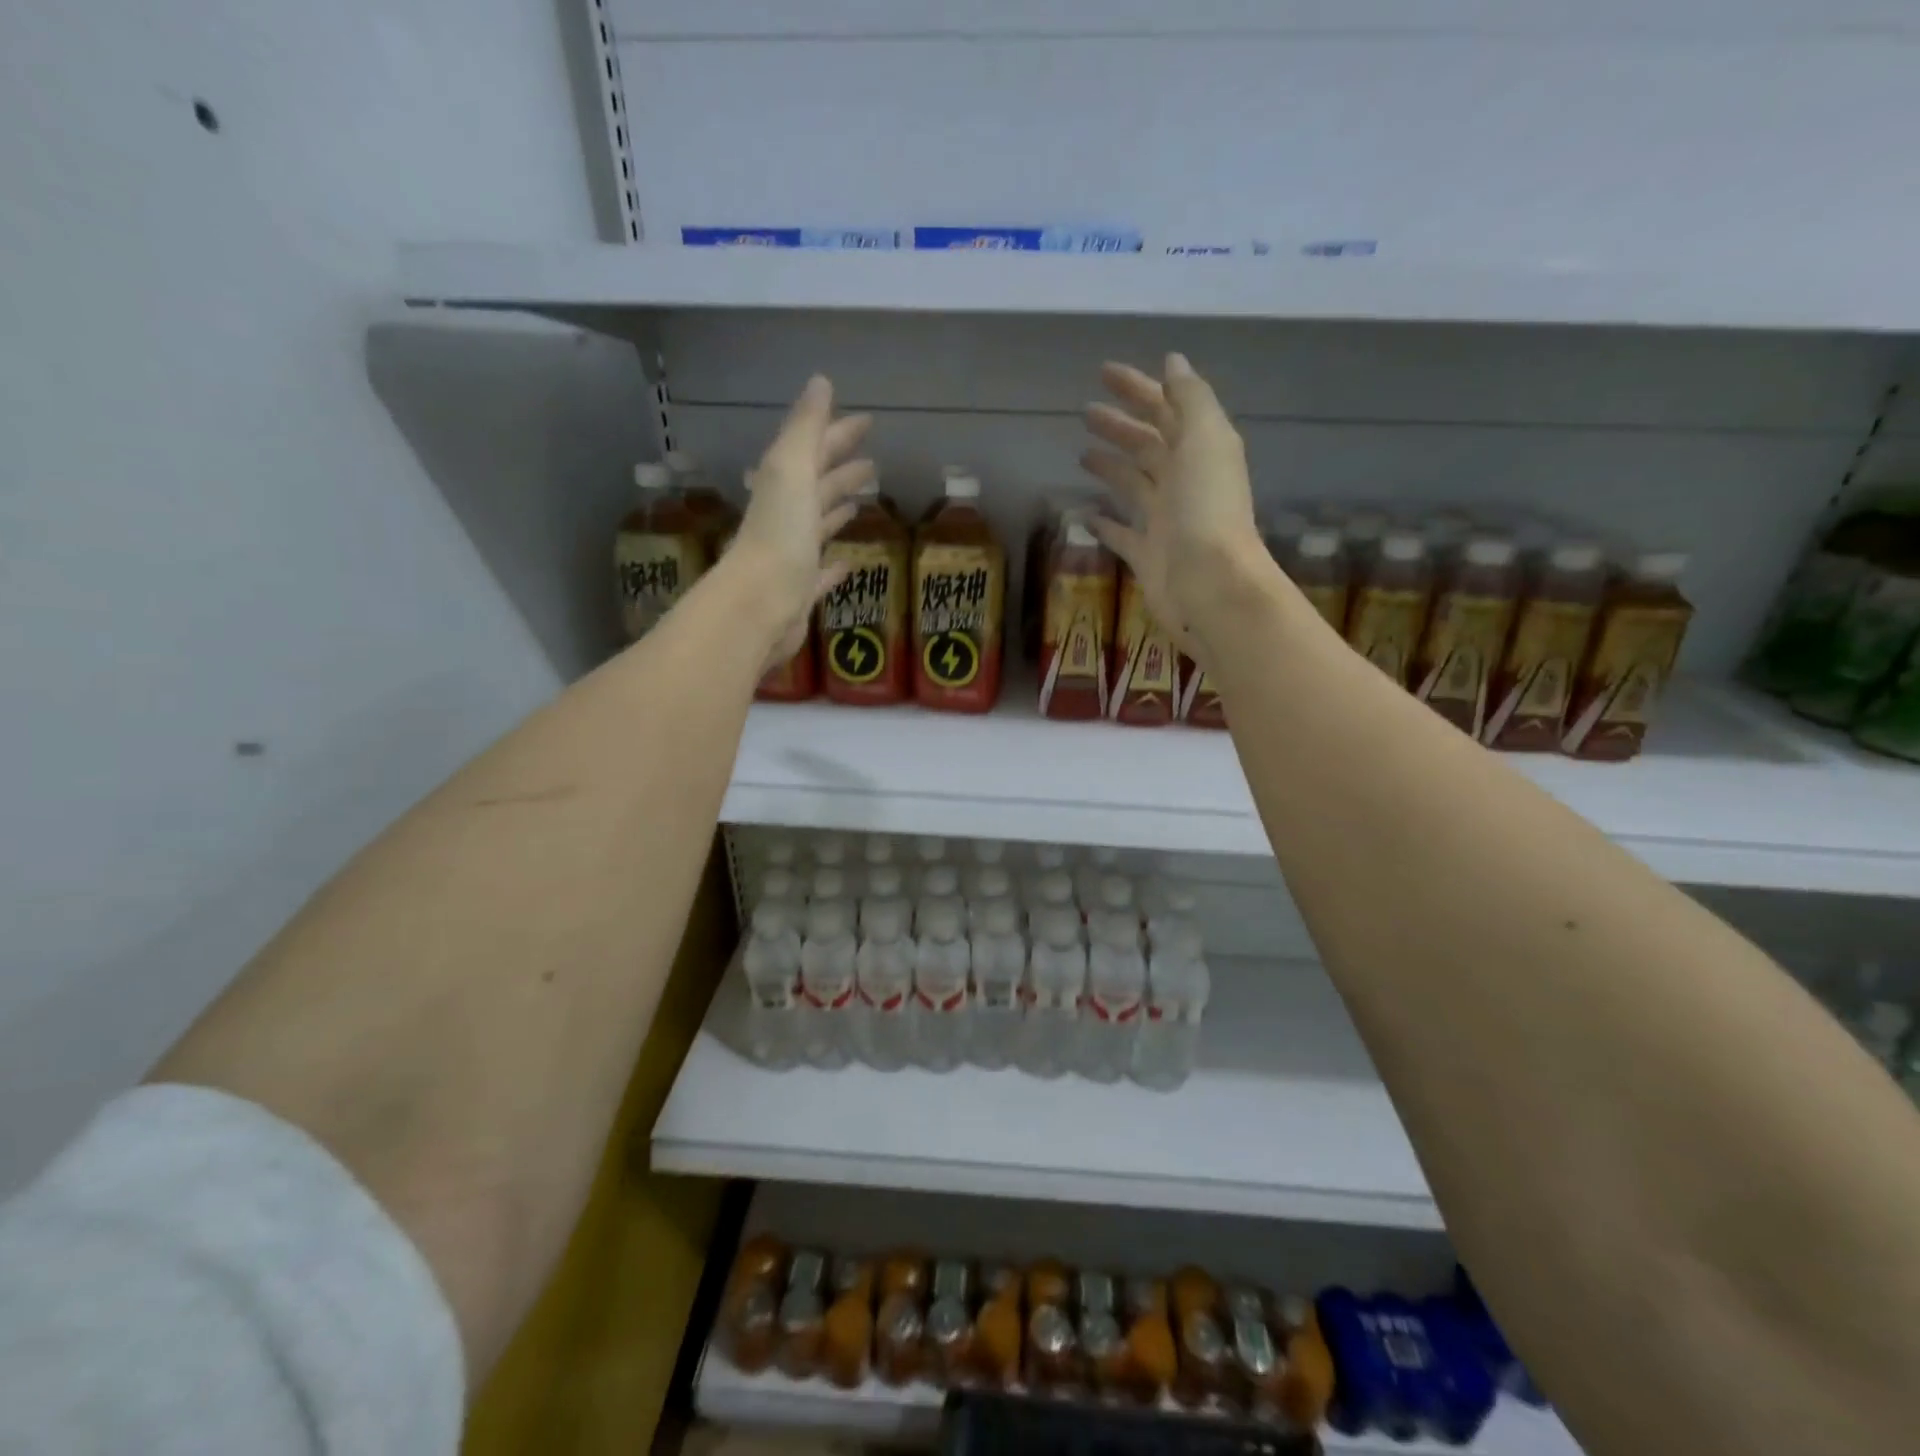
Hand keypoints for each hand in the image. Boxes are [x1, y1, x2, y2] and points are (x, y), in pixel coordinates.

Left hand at [731, 375, 873, 669]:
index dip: (838, 433)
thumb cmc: (779, 534)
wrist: (759, 605)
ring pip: (818, 525)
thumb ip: (805, 428)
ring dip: (837, 509)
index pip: (814, 450)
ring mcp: (793, 555)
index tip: (867, 421)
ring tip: (863, 501)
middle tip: (872, 462)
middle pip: (817, 485)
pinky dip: (835, 565)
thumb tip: (821, 381)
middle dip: (841, 469)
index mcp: (783, 485)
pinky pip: (821, 572)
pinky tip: (849, 563)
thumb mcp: (791, 470)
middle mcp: (785, 516)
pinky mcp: (802, 591)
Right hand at [1080, 354, 1265, 655]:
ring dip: (1110, 466)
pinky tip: (1083, 512)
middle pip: (1148, 446)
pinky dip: (1103, 522)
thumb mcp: (1205, 440)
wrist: (1209, 584)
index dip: (1138, 388)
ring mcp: (1164, 521)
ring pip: (1133, 485)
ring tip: (1082, 453)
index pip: (1166, 409)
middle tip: (1085, 412)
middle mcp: (1183, 482)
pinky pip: (1121, 533)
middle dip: (1120, 426)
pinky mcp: (1146, 555)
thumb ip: (1189, 399)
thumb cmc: (1205, 509)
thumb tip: (1172, 362)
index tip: (1103, 372)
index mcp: (1200, 451)